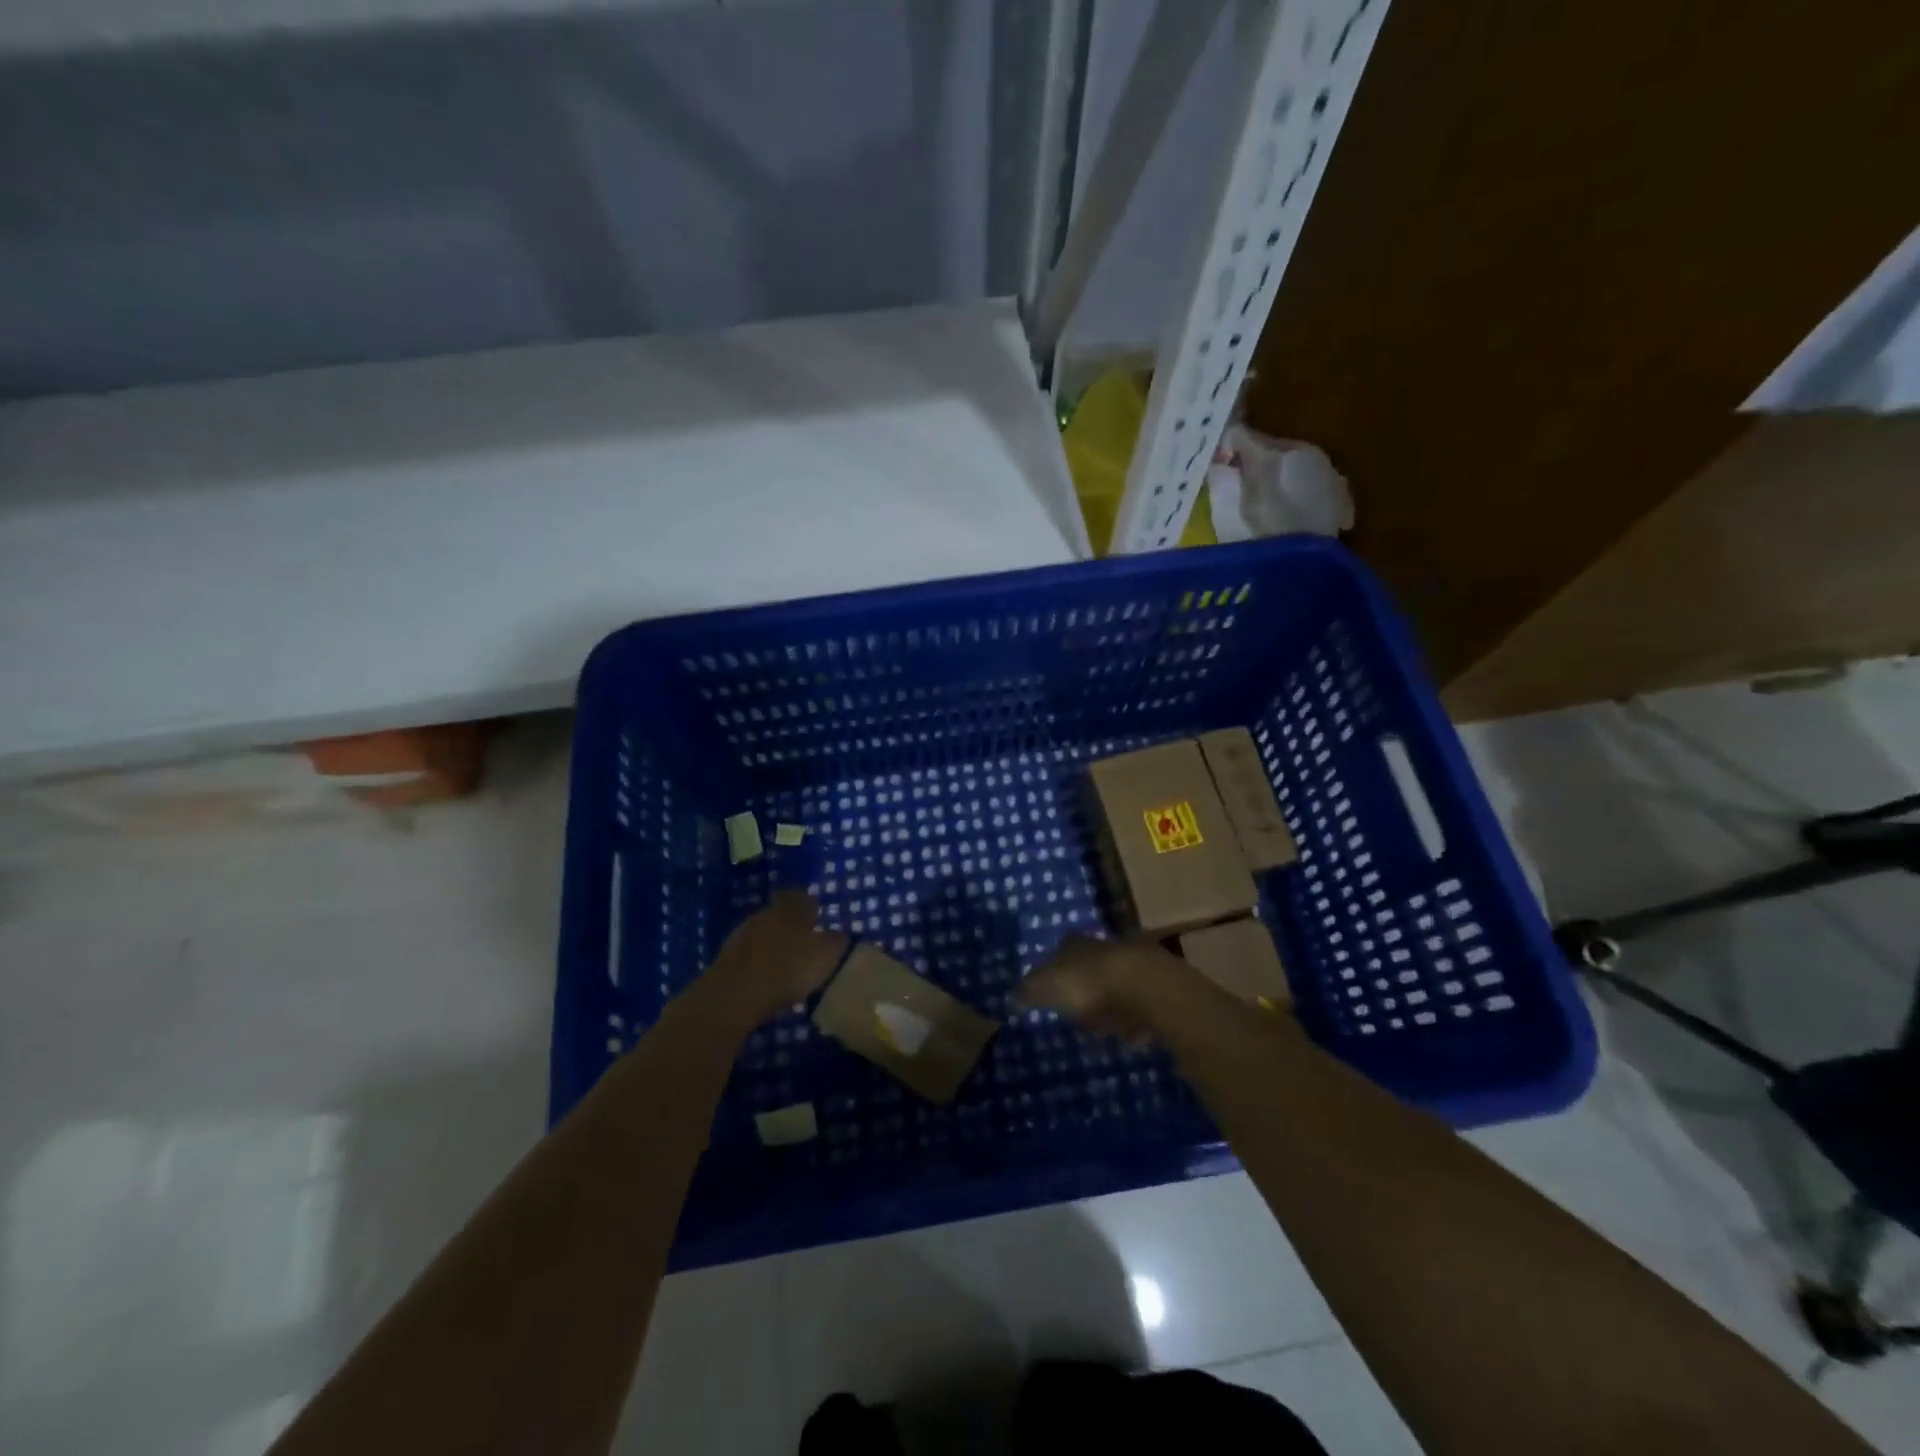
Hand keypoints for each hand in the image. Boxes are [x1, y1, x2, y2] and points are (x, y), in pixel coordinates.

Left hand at [703, 891, 849, 1025]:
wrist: (736, 993)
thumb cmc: (789, 968)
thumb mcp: (826, 956)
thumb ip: (837, 943)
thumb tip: (841, 935)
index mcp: (791, 908)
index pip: (804, 898)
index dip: (812, 908)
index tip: (819, 920)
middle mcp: (766, 913)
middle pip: (781, 914)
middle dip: (792, 926)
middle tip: (805, 943)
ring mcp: (742, 933)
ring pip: (764, 933)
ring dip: (774, 944)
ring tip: (786, 964)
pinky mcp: (726, 957)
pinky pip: (749, 954)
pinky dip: (759, 962)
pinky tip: (766, 978)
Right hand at [1016, 934, 1191, 1042]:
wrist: (1146, 987)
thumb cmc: (1089, 984)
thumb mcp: (1048, 987)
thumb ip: (1029, 991)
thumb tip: (1012, 996)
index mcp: (1076, 943)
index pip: (1061, 949)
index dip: (1055, 968)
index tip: (1051, 989)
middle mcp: (1105, 945)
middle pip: (1091, 963)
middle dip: (1086, 982)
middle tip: (1077, 1008)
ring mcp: (1135, 963)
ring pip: (1116, 980)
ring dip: (1111, 999)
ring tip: (1103, 1025)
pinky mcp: (1159, 985)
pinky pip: (1139, 1002)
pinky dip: (1133, 1015)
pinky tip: (1129, 1032)